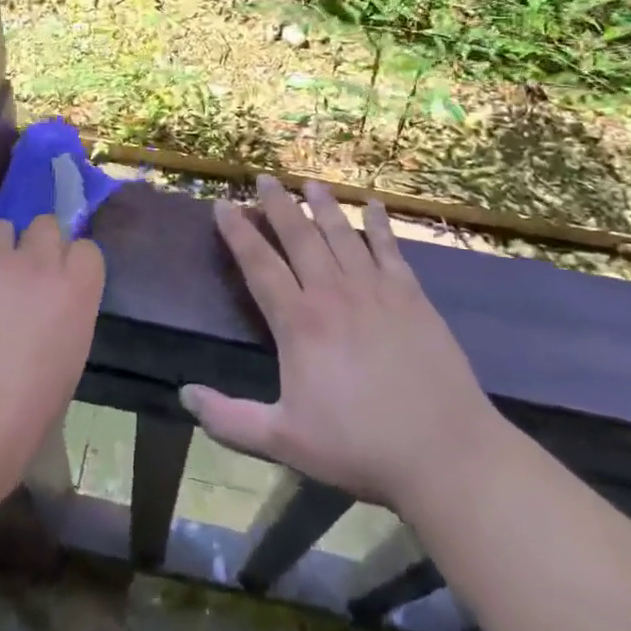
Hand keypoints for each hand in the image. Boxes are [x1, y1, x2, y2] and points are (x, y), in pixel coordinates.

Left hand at [0, 215, 104, 507]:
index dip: (72, 266)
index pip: (86, 250)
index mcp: (74, 296)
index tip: (61, 286)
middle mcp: (34, 267)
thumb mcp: (58, 378)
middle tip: (21, 281)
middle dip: (36, 245)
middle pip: (45, 225)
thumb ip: (57, 330)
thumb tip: (41, 322)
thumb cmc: (11, 431)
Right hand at [181, 177, 502, 509]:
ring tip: (309, 183)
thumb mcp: (285, 441)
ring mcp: (375, 290)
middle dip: (278, 205)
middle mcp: (332, 293)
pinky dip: (378, 223)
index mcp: (299, 323)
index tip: (223, 205)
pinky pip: (389, 248)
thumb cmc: (359, 447)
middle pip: (299, 237)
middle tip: (264, 178)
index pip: (259, 264)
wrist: (445, 453)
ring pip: (341, 234)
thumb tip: (185, 394)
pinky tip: (372, 204)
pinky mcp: (411, 296)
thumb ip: (230, 419)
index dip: (238, 232)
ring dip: (322, 206)